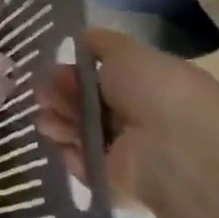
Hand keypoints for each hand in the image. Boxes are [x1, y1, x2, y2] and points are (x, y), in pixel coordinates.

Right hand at [37, 25, 218, 206]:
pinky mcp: (115, 179)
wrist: (176, 150)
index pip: (104, 78)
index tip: (54, 69)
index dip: (75, 72)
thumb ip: (103, 44)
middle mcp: (140, 117)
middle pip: (88, 104)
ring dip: (59, 123)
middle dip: (60, 96)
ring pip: (81, 133)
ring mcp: (128, 150)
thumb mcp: (128, 53)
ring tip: (46, 121)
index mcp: (150, 85)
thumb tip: (84, 38)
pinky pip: (84, 164)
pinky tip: (65, 146)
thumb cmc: (156, 93)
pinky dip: (72, 155)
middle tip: (41, 94)